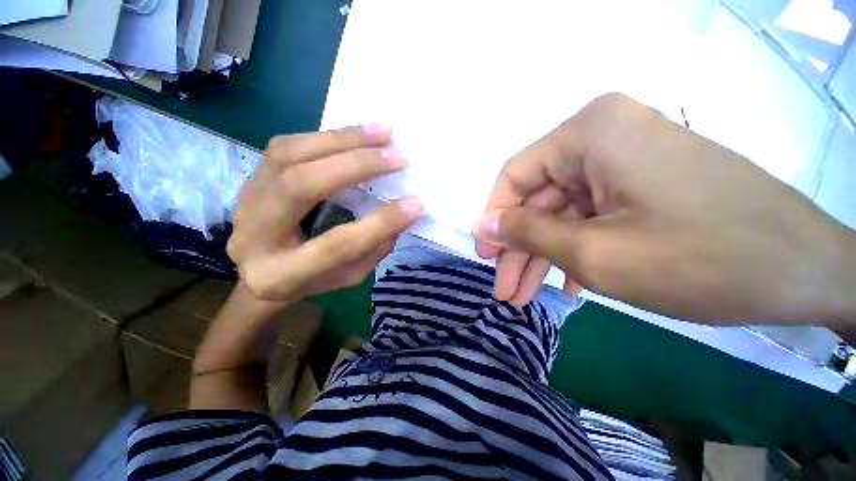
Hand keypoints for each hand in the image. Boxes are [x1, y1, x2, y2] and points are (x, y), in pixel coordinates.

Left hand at [228, 125, 423, 302]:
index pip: (338, 244)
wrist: (258, 269)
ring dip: (342, 139)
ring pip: (290, 155)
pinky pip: (286, 146)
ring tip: (382, 132)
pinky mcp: (252, 177)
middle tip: (397, 154)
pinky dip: (326, 137)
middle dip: (356, 165)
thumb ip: (374, 249)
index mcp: (281, 274)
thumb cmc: (309, 279)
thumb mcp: (347, 276)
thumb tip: (402, 214)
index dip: (380, 222)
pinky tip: (354, 136)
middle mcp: (255, 233)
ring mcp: (247, 198)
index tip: (416, 203)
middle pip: (302, 185)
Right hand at [473, 93, 855, 324]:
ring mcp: (624, 160)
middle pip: (538, 199)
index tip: (486, 256)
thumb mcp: (593, 252)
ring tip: (526, 296)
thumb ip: (526, 233)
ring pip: (562, 212)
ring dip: (544, 256)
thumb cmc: (702, 259)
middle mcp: (602, 136)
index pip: (515, 176)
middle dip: (520, 248)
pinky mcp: (641, 184)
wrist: (808, 272)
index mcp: (589, 133)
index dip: (495, 218)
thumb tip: (481, 226)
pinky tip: (569, 285)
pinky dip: (575, 251)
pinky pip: (590, 217)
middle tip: (506, 290)